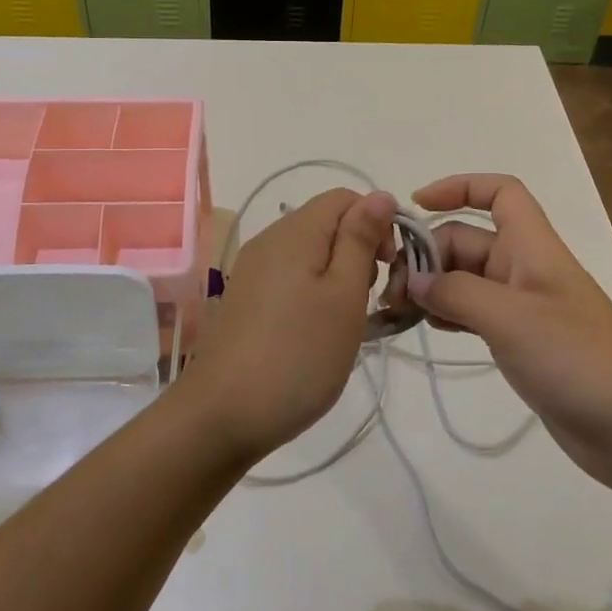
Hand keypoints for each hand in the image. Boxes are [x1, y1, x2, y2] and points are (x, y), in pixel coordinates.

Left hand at [177, 188, 395, 462]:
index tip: (389, 269)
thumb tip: (379, 194)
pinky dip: (312, 294)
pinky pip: (289, 278)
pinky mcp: (244, 300)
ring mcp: (251, 271)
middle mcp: (268, 241)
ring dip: (337, 276)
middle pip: (325, 223)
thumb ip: (360, 240)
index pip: (345, 197)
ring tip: (346, 321)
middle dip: (359, 251)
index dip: (376, 223)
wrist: (221, 415)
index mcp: (294, 231)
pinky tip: (316, 332)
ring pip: (309, 253)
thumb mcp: (343, 295)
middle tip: (371, 300)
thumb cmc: (297, 355)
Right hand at [408, 174, 611, 488]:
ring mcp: (523, 307)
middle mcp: (525, 268)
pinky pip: (474, 313)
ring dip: (432, 286)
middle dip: (428, 255)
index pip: (499, 193)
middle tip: (392, 292)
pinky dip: (448, 314)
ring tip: (398, 311)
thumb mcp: (509, 317)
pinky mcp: (521, 342)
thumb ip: (455, 292)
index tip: (416, 206)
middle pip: (467, 239)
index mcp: (531, 247)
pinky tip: (427, 329)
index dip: (458, 187)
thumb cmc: (577, 358)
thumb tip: (412, 280)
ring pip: (466, 278)